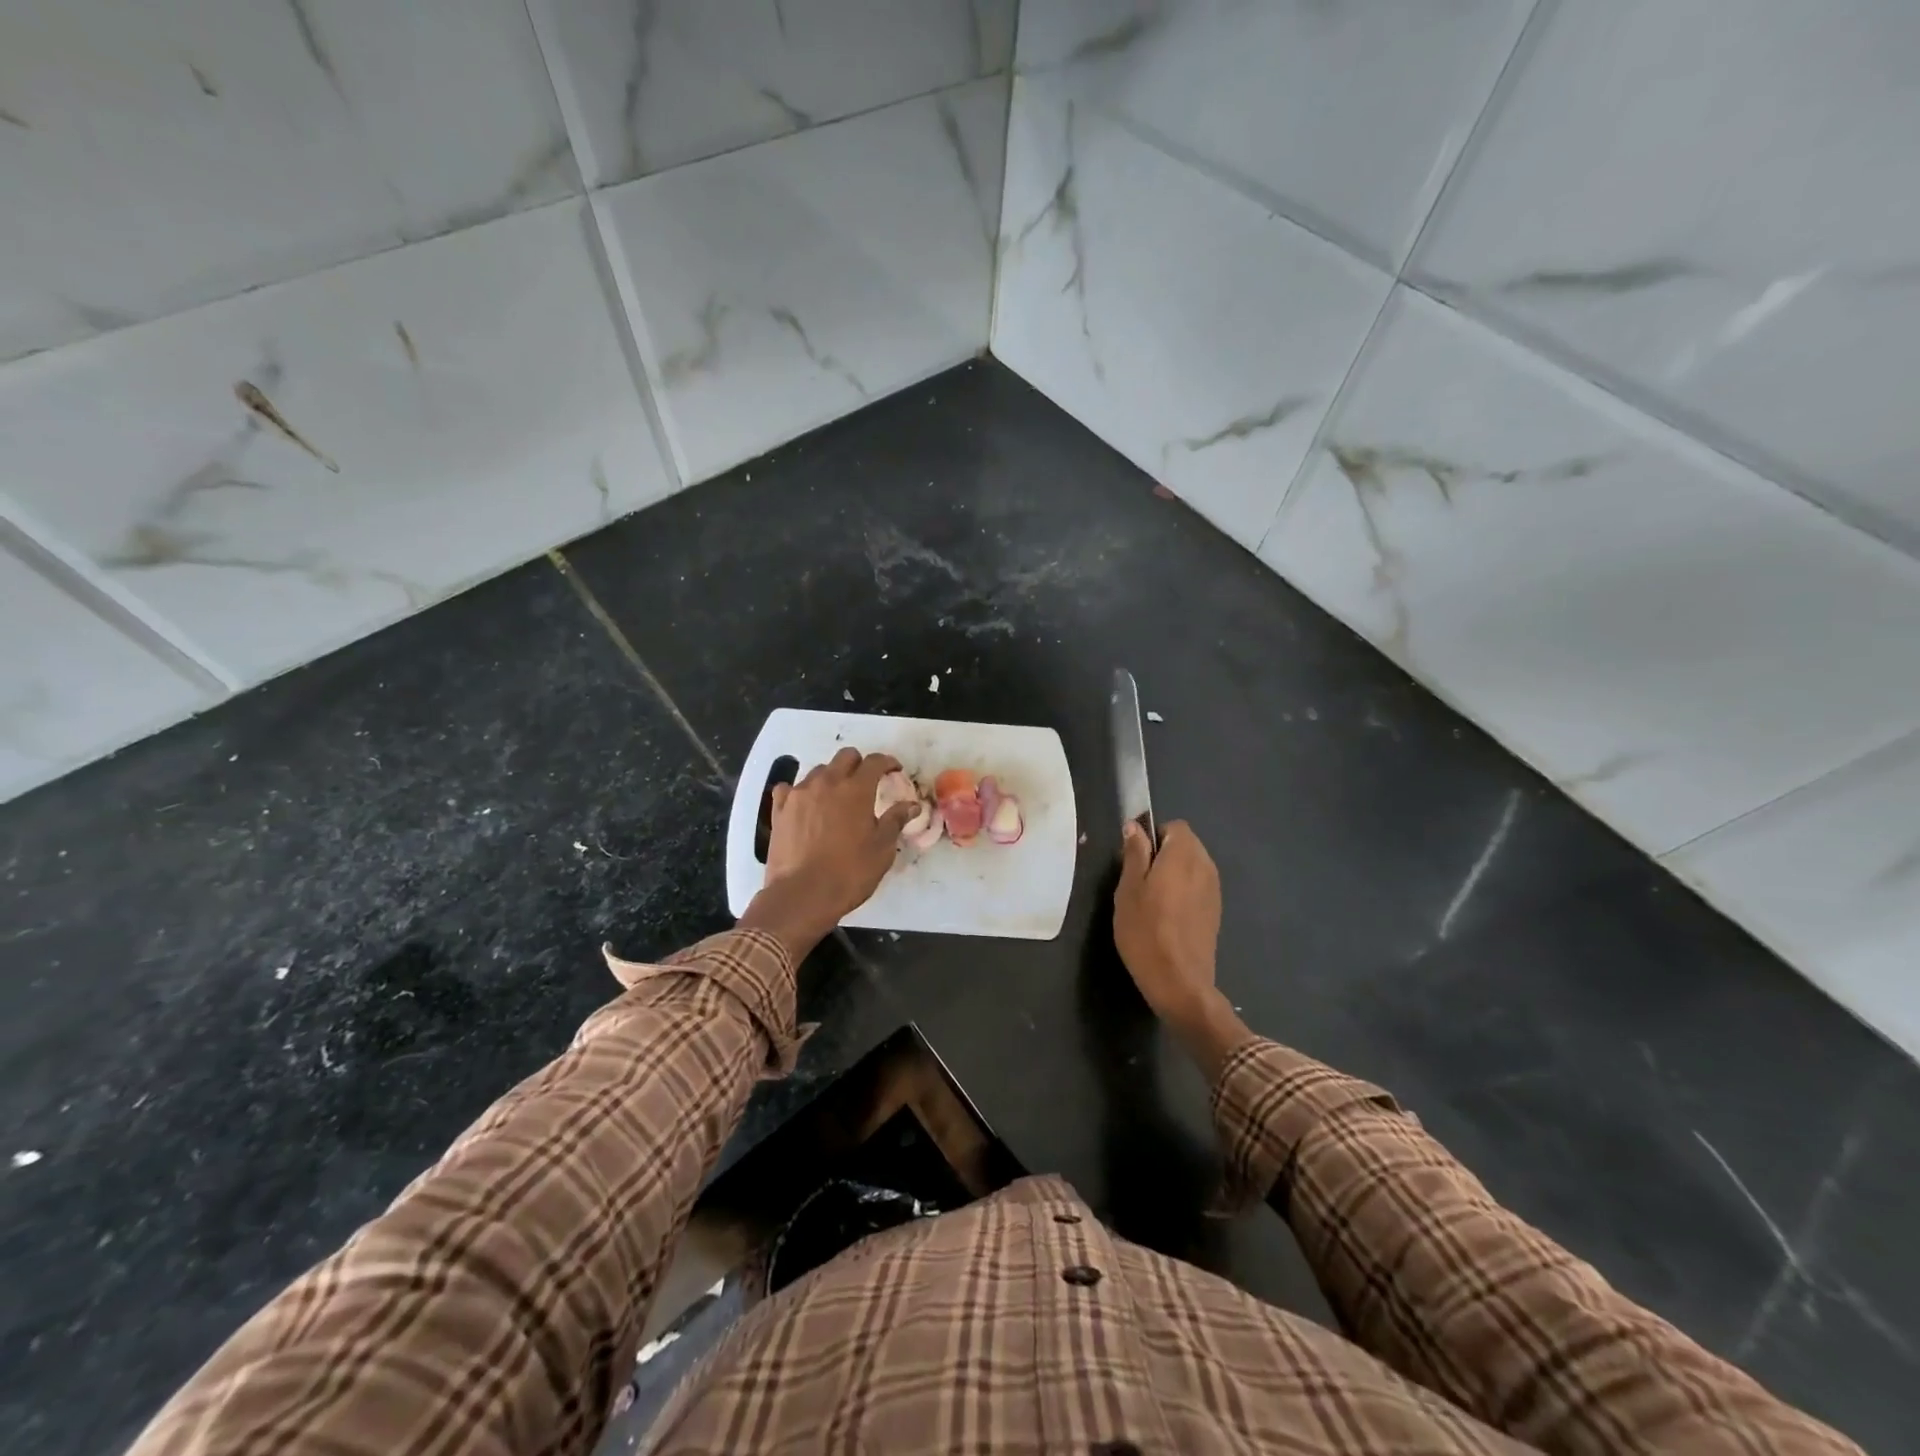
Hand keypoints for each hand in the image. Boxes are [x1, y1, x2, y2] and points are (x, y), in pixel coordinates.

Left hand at [741, 748, 916, 956]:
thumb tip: (911, 805)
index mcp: (856, 790)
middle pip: (845, 757)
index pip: (875, 761)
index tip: (895, 770)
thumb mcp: (882, 849)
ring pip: (818, 771)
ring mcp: (799, 794)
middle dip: (860, 764)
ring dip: (832, 777)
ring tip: (837, 798)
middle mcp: (826, 783)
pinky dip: (801, 791)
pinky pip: (790, 788)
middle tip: (867, 782)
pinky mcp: (779, 810)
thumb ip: (896, 821)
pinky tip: (806, 806)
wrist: (802, 895)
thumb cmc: (849, 873)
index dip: (888, 762)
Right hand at [1114, 820, 1222, 1028]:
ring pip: (1192, 866)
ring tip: (1150, 899)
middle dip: (1163, 853)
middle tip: (1138, 880)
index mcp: (1184, 855)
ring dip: (1173, 873)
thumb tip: (1135, 826)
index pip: (1174, 826)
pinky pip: (1198, 886)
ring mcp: (1214, 890)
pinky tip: (1166, 916)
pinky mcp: (1215, 911)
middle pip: (1185, 844)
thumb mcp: (1128, 889)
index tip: (1135, 857)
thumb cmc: (1146, 931)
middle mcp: (1205, 866)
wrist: (1179, 982)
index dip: (1153, 835)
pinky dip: (1183, 891)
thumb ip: (1134, 853)